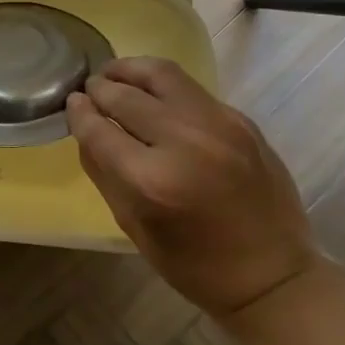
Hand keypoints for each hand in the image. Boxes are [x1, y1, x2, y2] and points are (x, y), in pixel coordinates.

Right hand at [67, 57, 317, 314]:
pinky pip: (191, 90)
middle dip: (100, 89)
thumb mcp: (133, 225)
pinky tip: (154, 95)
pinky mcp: (241, 120)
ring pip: (163, 74)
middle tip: (90, 89)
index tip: (71, 104)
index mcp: (152, 181)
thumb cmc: (194, 264)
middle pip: (126, 96)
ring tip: (116, 73)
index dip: (79, 113)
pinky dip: (164, 87)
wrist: (273, 274)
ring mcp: (218, 125)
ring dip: (131, 70)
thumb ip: (103, 171)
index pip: (99, 129)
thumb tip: (84, 127)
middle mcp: (185, 142)